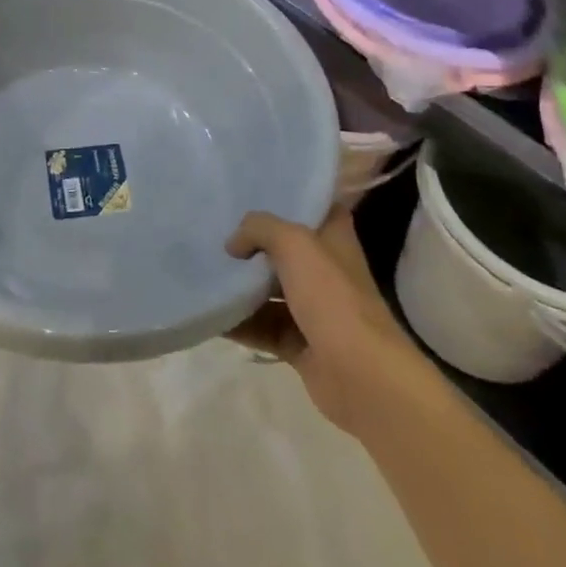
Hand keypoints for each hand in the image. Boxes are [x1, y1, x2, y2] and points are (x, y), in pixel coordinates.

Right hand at [226, 209, 424, 441]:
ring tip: (205, 271)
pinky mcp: (301, 344)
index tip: (253, 190)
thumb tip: (234, 244)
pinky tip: (211, 314)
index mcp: (334, 239)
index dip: (289, 198)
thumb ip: (259, 229)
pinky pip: (263, 327)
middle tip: (216, 231)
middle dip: (253, 243)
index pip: (314, 207)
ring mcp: (314, 310)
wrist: (361, 376)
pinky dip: (239, 323)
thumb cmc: (332, 296)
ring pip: (270, 290)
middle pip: (285, 249)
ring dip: (242, 285)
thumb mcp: (294, 243)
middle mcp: (326, 270)